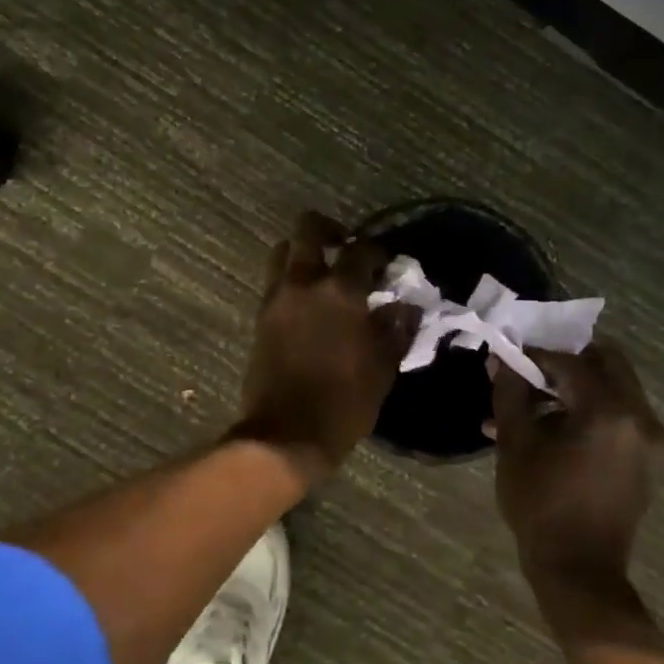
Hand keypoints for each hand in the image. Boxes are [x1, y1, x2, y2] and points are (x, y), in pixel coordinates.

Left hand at [234, 212, 419, 479]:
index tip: (386, 264)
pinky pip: (275, 281)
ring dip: (302, 252)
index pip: (361, 250)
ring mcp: (276, 298)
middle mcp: (304, 283)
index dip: (377, 251)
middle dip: (329, 229)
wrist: (286, 434)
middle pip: (308, 229)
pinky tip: (308, 302)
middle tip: (345, 247)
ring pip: (283, 251)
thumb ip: (396, 329)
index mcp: (340, 291)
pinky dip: (290, 279)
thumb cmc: (344, 402)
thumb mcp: (382, 368)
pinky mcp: (260, 316)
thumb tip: (404, 307)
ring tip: (322, 273)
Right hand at [489, 342, 663, 609]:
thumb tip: (503, 359)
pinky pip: (620, 416)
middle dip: (565, 363)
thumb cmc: (541, 505)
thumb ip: (510, 393)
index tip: (508, 360)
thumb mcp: (516, 445)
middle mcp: (641, 418)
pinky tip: (551, 431)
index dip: (536, 357)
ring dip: (575, 389)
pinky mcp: (649, 459)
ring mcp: (651, 440)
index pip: (571, 362)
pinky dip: (589, 412)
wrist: (579, 571)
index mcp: (610, 412)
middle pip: (606, 364)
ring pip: (613, 389)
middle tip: (530, 374)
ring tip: (530, 409)